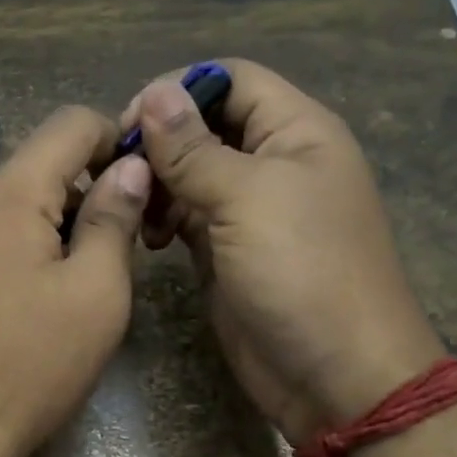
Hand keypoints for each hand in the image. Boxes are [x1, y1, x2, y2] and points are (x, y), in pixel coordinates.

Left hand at [0, 106, 151, 456]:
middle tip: (119, 254)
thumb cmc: (27, 367)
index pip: (69, 124)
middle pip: (38, 169)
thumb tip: (129, 167)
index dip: (115, 139)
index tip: (142, 183)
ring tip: (73, 292)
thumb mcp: (95, 295)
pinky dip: (16, 254)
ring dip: (51, 230)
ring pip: (9, 208)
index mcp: (7, 194)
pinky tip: (24, 311)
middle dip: (85, 195)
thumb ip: (113, 219)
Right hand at [127, 61, 444, 442]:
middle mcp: (273, 162)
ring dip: (157, 182)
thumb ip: (195, 149)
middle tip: (120, 167)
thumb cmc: (302, 274)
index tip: (132, 121)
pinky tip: (148, 237)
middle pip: (205, 124)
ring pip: (190, 171)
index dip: (181, 89)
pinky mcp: (226, 250)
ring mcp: (249, 210)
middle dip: (161, 140)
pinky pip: (186, 215)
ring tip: (133, 208)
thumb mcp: (247, 200)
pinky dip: (162, 218)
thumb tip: (156, 93)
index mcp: (296, 132)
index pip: (232, 80)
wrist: (336, 377)